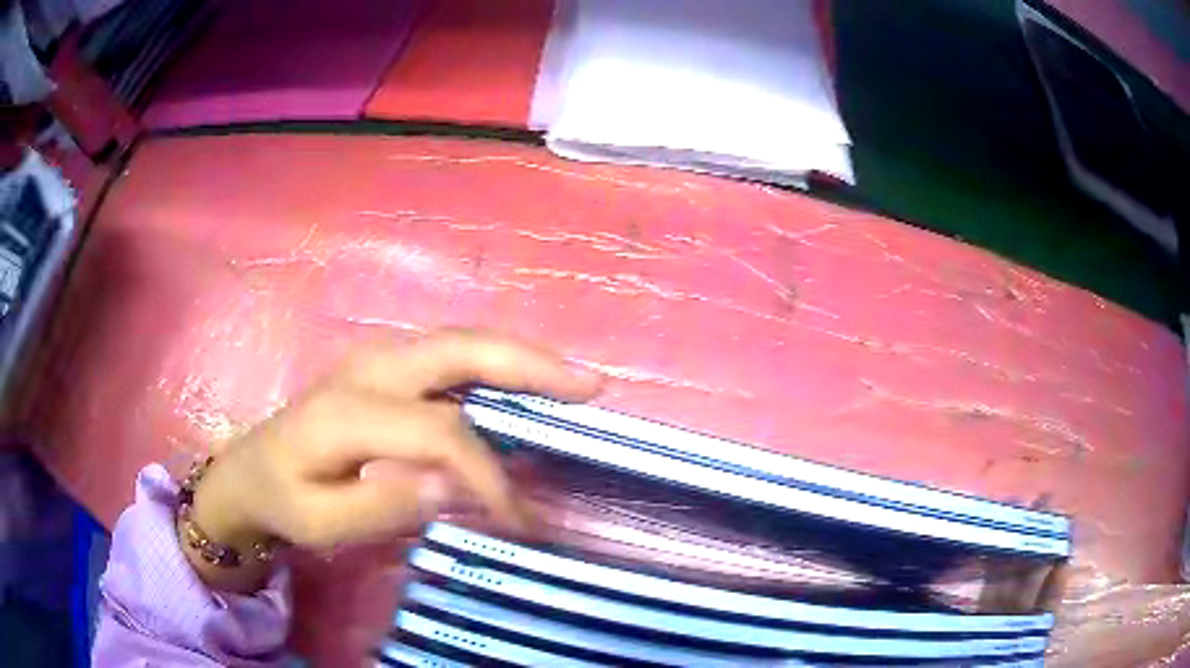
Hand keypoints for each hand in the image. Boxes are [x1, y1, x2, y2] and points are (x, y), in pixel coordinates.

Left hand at [183, 329, 601, 591]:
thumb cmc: (284, 500)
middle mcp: (368, 369)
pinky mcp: (383, 366)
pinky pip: (450, 356)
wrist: (251, 470)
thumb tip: (454, 485)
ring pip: (460, 343)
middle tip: (590, 385)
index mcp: (349, 411)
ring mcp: (376, 359)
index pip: (440, 434)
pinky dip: (495, 365)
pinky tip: (523, 382)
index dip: (488, 475)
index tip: (519, 519)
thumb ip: (382, 505)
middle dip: (530, 365)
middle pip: (459, 350)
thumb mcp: (320, 522)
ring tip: (571, 379)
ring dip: (519, 358)